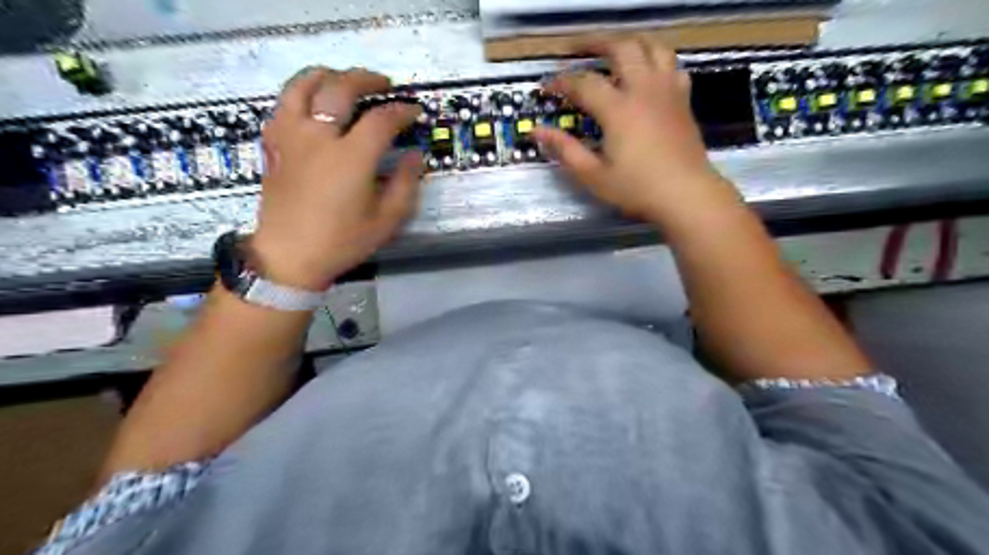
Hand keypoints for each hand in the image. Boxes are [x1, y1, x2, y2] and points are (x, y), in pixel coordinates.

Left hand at [249, 67, 421, 290]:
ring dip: (328, 75)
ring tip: (344, 80)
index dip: (402, 111)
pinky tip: (313, 104)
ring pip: (303, 84)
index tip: (414, 112)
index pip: (382, 119)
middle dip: (367, 79)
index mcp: (351, 158)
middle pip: (340, 87)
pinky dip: (301, 94)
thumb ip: (406, 184)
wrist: (289, 256)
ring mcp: (291, 136)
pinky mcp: (273, 143)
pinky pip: (283, 103)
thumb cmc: (342, 241)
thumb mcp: (387, 220)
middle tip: (384, 84)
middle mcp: (318, 137)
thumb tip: (416, 156)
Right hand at [533, 41, 740, 226]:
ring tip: (612, 50)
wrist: (686, 195)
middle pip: (620, 47)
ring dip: (628, 42)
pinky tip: (646, 71)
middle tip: (575, 50)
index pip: (584, 83)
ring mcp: (667, 91)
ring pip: (652, 46)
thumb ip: (565, 150)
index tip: (546, 87)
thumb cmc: (637, 189)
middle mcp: (643, 90)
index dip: (561, 82)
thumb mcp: (593, 175)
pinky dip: (656, 58)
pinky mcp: (683, 99)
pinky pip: (671, 64)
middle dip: (594, 43)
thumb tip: (537, 131)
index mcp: (618, 109)